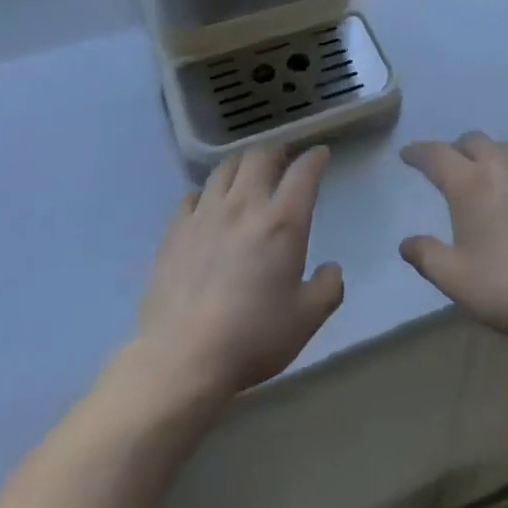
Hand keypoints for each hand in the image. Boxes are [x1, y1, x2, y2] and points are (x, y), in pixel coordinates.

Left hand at [135, 145, 344, 398]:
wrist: (182, 357)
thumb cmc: (252, 337)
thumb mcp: (307, 320)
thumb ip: (328, 288)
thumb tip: (332, 269)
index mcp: (282, 222)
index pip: (303, 172)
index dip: (314, 158)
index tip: (320, 154)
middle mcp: (244, 205)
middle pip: (260, 156)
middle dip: (276, 150)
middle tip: (283, 158)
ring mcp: (205, 214)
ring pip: (225, 167)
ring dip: (242, 164)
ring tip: (247, 173)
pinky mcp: (175, 230)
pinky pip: (193, 194)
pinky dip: (207, 192)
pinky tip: (209, 205)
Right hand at [398, 132, 507, 340]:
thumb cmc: (506, 287)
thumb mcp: (455, 278)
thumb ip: (427, 256)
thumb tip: (406, 243)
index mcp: (470, 184)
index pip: (437, 155)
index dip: (419, 152)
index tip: (407, 155)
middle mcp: (502, 169)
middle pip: (473, 141)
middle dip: (454, 148)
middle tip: (446, 166)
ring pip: (505, 148)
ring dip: (487, 154)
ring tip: (481, 174)